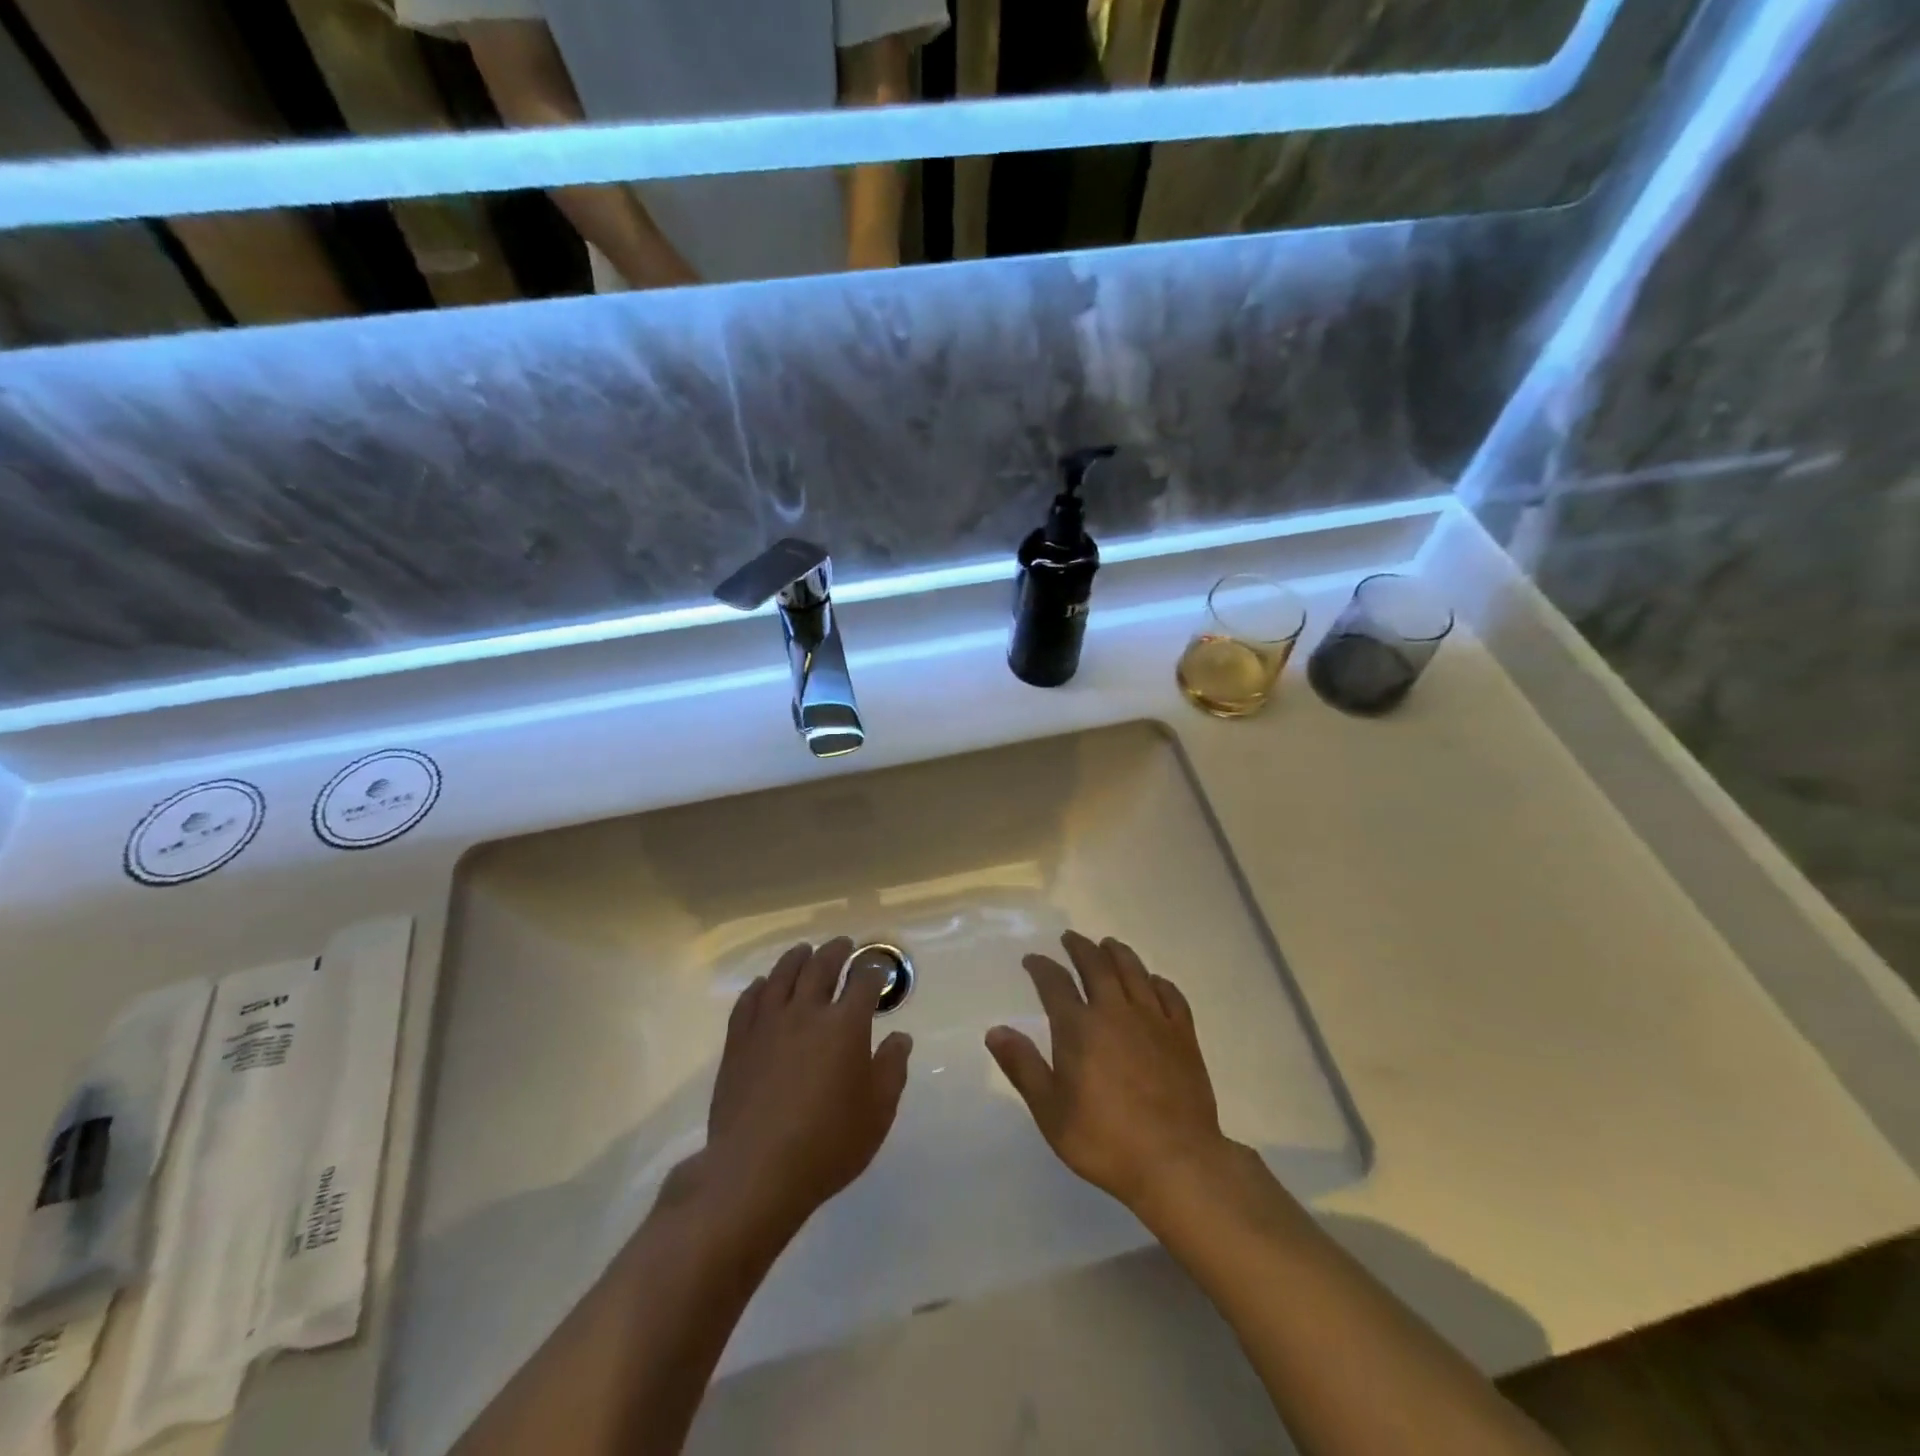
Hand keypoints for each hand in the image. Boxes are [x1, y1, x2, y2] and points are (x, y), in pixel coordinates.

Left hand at [701, 938, 912, 1236]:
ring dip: (797, 958)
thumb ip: (892, 1069)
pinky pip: (748, 1001)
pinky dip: (759, 986)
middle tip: (843, 944)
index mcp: (845, 1025)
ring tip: (804, 951)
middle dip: (836, 951)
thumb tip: (900, 1037)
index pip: (864, 982)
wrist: (755, 1171)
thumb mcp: (877, 1113)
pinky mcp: (738, 1042)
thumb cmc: (827, 1144)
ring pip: (782, 975)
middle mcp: (806, 1012)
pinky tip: (762, 985)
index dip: (874, 970)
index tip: (878, 968)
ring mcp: (768, 1024)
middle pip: (821, 967)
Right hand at [986, 931, 1229, 1213]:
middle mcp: (1115, 1011)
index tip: (1032, 959)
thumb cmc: (1105, 1140)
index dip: (1041, 967)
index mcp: (1079, 1027)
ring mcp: (1153, 1020)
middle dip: (1080, 948)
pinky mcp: (1183, 1035)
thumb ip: (1023, 1066)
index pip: (1054, 983)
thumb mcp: (1050, 1111)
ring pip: (1134, 972)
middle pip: (1096, 966)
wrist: (1176, 1161)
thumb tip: (996, 1030)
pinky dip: (1159, 982)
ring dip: (1118, 953)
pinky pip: (1171, 996)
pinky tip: (1154, 981)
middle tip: (1071, 938)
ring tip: (1108, 944)